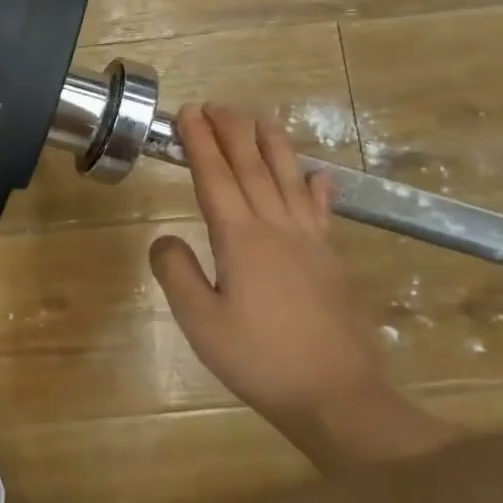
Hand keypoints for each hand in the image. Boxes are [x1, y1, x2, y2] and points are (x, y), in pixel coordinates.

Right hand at [150, 104, 456, 469]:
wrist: (337, 397)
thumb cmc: (258, 358)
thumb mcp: (198, 320)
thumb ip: (174, 271)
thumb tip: (165, 239)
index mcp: (240, 240)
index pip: (215, 178)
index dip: (199, 143)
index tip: (187, 113)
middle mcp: (277, 230)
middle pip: (253, 169)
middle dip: (232, 132)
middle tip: (216, 105)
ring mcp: (310, 244)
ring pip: (290, 181)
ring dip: (272, 146)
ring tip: (261, 119)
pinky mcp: (330, 263)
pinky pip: (322, 212)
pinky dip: (318, 188)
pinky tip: (319, 175)